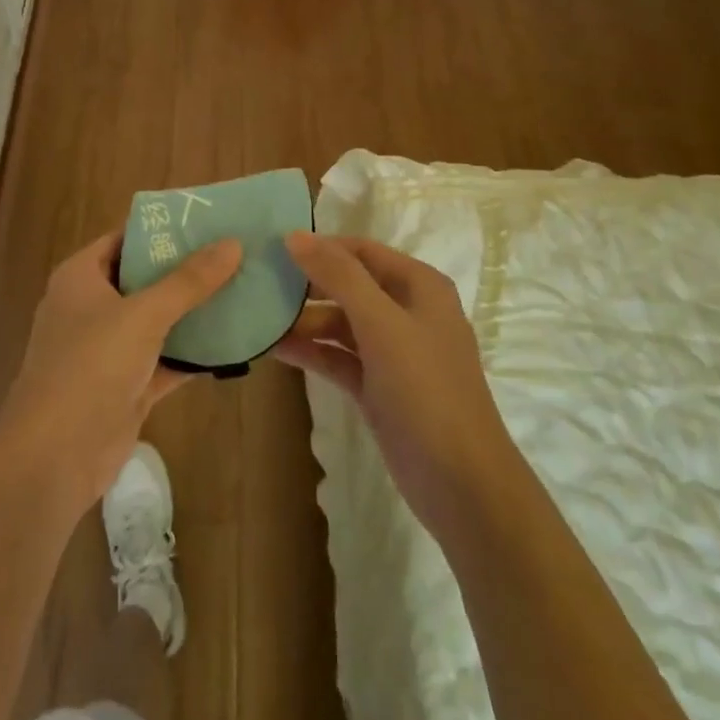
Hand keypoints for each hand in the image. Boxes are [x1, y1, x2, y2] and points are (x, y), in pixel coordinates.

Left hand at [0, 231, 241, 517]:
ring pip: (157, 321)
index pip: (124, 239)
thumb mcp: (143, 314)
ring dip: (193, 312)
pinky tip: (233, 342)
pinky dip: (193, 353)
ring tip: (243, 289)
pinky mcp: (126, 386)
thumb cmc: (90, 365)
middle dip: (186, 269)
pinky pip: (165, 360)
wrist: (55, 455)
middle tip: (235, 253)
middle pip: (144, 278)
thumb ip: (188, 281)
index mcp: (81, 277)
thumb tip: (232, 243)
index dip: (162, 229)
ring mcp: (108, 349)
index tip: (208, 220)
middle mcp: (92, 307)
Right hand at [276, 232, 512, 541]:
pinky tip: (275, 348)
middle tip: (258, 281)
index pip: (362, 251)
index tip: (273, 247)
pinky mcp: (379, 387)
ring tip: (258, 317)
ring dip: (304, 321)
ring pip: (341, 324)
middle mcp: (407, 312)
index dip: (320, 246)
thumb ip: (339, 276)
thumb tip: (295, 235)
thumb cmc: (426, 390)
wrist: (462, 485)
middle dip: (307, 284)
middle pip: (349, 285)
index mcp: (419, 287)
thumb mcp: (382, 324)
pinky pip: (339, 357)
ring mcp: (393, 353)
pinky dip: (312, 351)